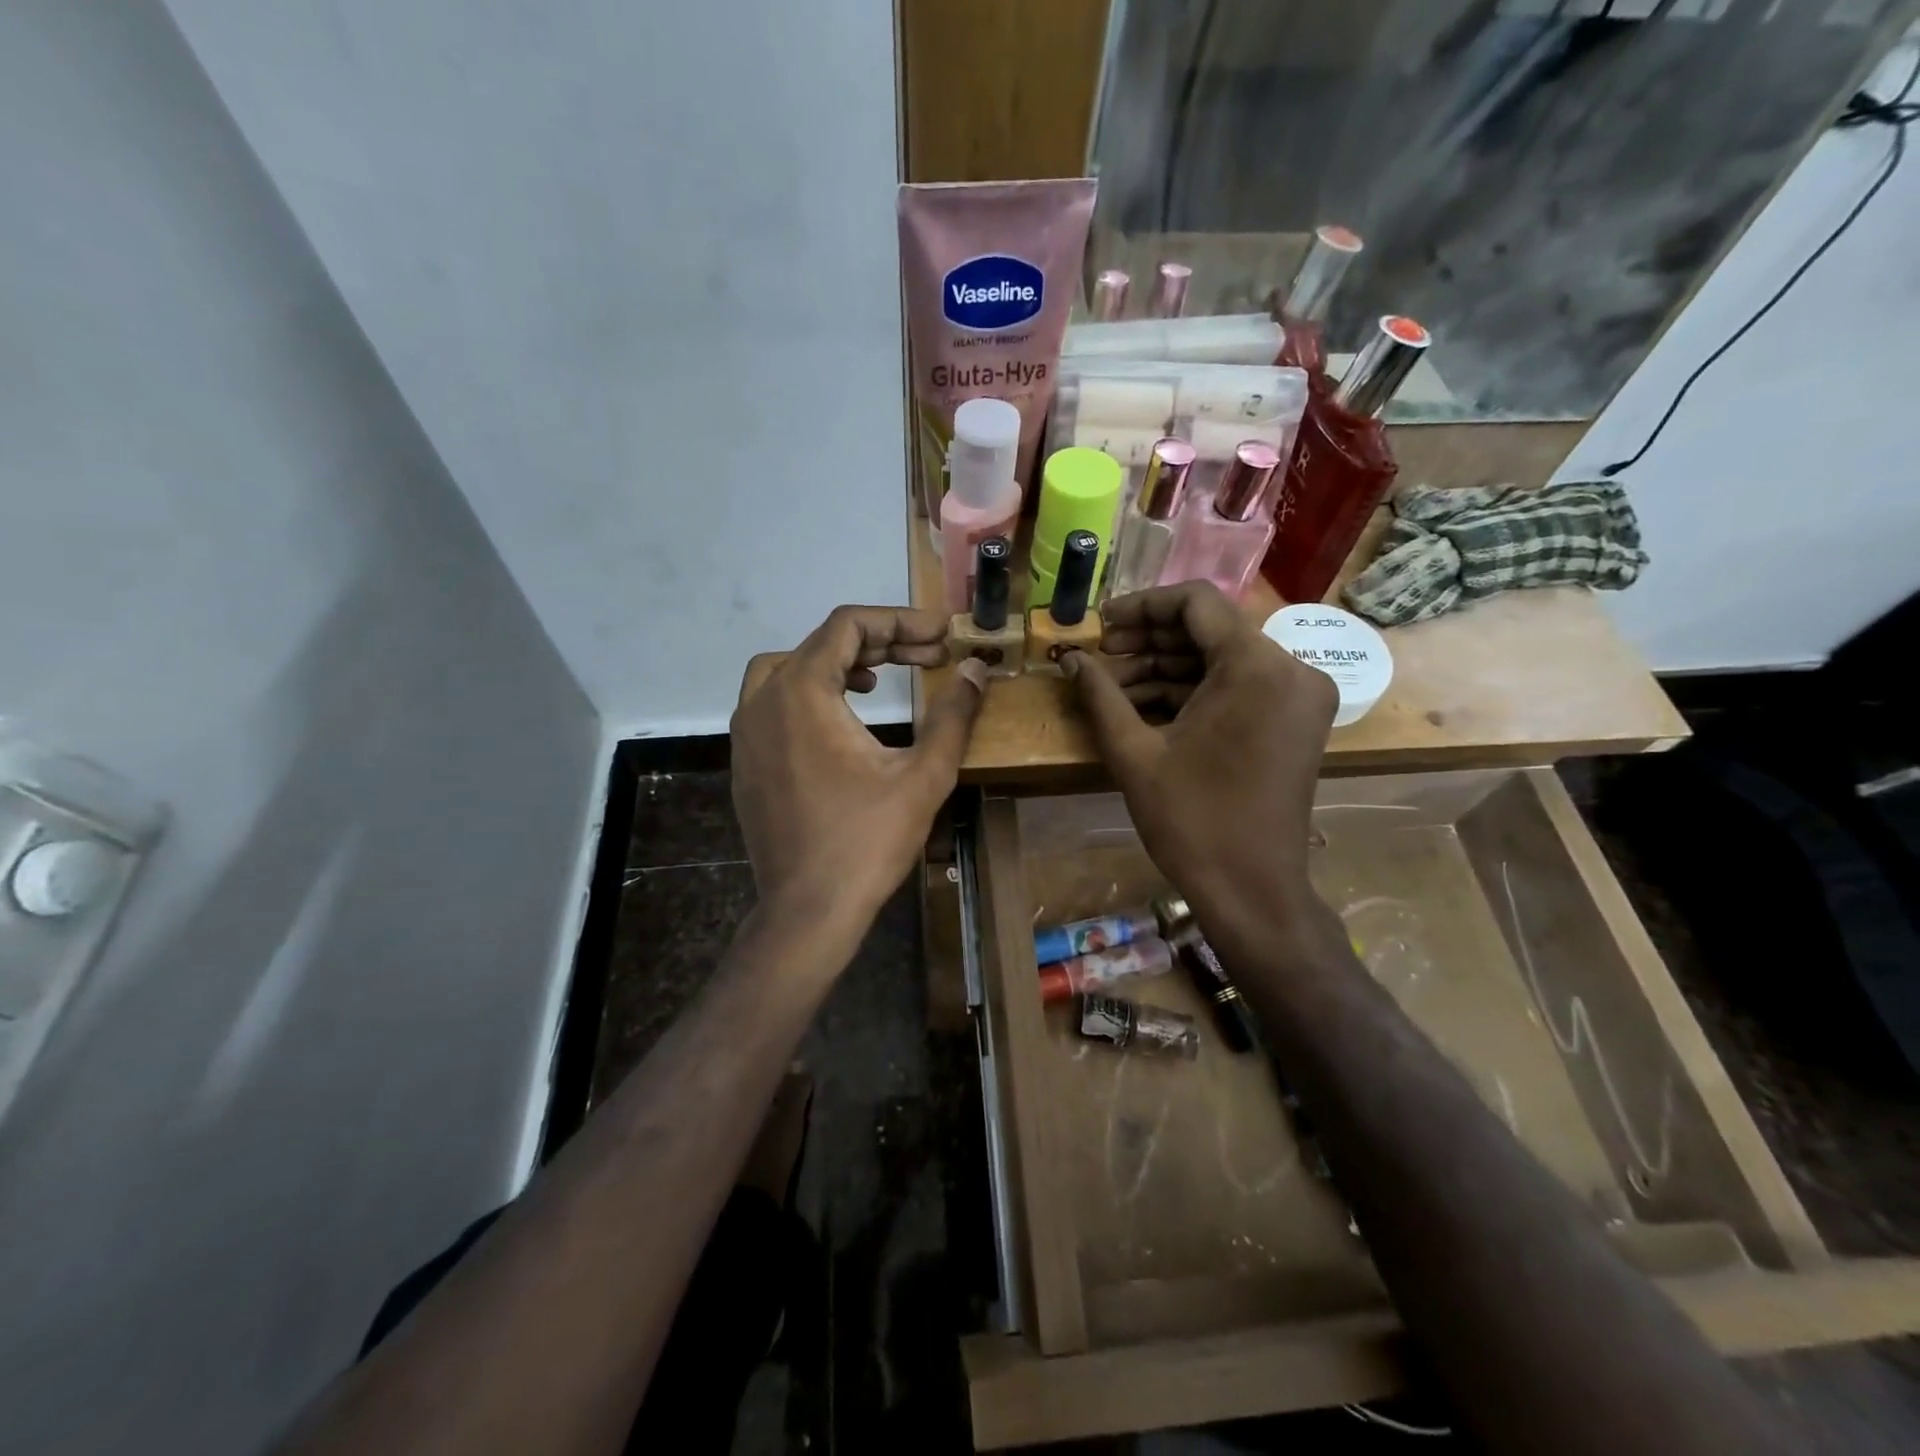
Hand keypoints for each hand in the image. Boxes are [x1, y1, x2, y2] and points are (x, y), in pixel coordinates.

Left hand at [732, 606, 986, 935]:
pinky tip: (842, 721)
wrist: (807, 910)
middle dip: (879, 643)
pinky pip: (773, 703)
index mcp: (802, 691)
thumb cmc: (868, 840)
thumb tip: (979, 669)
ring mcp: (746, 732)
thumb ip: (954, 714)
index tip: (941, 634)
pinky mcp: (745, 761)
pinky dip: (809, 693)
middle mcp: (763, 700)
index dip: (901, 621)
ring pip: (788, 669)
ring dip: (837, 663)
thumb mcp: (924, 775)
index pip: (849, 626)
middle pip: (820, 643)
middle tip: (928, 657)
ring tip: (879, 677)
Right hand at [1062, 583, 1336, 950]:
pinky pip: (1241, 685)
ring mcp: (1300, 695)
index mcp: (1255, 666)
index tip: (1101, 626)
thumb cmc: (1190, 821)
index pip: (1196, 601)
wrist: (1252, 889)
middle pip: (1211, 628)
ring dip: (1169, 667)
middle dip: (1150, 640)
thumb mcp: (1134, 753)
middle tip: (1101, 658)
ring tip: (1114, 687)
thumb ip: (1100, 694)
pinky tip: (1147, 706)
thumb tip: (1071, 659)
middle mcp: (1291, 668)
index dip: (1141, 606)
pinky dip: (1196, 690)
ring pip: (1223, 658)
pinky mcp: (1298, 719)